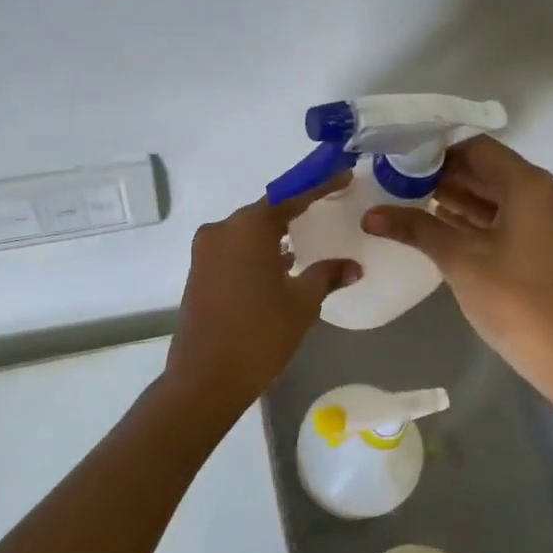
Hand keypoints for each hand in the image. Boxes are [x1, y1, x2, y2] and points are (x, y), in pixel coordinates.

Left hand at [162, 176, 360, 416]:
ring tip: (307, 237)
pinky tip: (280, 264)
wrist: (205, 378)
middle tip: (327, 205)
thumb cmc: (260, 334)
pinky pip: (235, 250)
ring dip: (275, 233)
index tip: (343, 175)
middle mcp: (223, 229)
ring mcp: (206, 250)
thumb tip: (353, 266)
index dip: (320, 186)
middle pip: (266, 211)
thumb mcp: (302, 303)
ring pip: (248, 232)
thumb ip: (327, 275)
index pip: (291, 197)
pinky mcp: (199, 271)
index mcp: (248, 227)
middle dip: (297, 209)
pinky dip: (258, 251)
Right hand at [361, 137, 552, 391]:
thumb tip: (369, 215)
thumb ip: (415, 228)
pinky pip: (508, 218)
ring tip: (412, 201)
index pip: (478, 149)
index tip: (403, 161)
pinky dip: (477, 218)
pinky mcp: (548, 245)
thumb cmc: (513, 298)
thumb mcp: (459, 259)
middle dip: (446, 175)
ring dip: (460, 197)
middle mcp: (546, 194)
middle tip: (400, 181)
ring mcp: (550, 221)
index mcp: (530, 186)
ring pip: (498, 196)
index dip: (439, 152)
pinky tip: (441, 225)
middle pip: (489, 171)